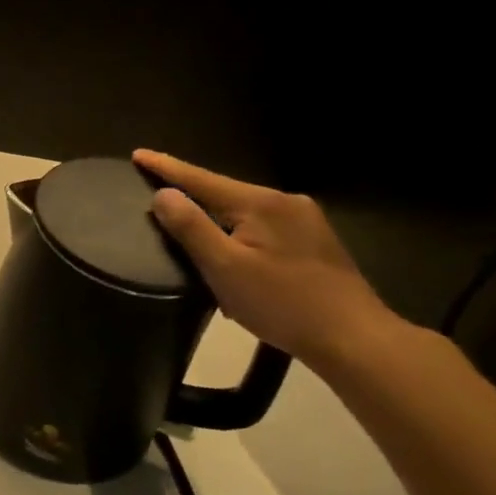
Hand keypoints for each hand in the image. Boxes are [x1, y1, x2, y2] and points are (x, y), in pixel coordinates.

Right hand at [132, 149, 401, 368]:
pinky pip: (262, 228)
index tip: (137, 154)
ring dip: (216, 221)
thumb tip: (163, 193)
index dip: (165, 167)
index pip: (200, 178)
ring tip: (192, 235)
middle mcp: (285, 202)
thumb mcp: (225, 267)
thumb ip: (190, 227)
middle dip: (192, 197)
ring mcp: (306, 222)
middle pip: (224, 193)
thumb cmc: (283, 304)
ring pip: (244, 213)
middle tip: (158, 200)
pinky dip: (239, 236)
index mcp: (260, 203)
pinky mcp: (316, 243)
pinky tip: (234, 258)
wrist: (357, 341)